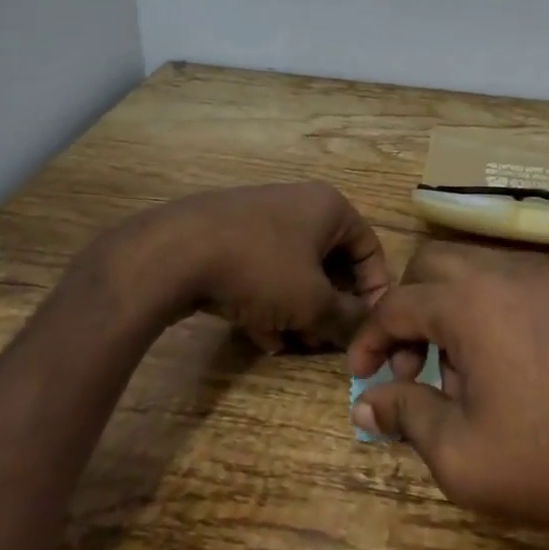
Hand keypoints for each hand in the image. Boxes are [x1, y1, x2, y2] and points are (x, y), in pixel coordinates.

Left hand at [112, 183, 390, 351]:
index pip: (370, 248)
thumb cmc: (260, 268)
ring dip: (301, 309)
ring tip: (294, 344)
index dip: (374, 291)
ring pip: (295, 270)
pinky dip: (269, 301)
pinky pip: (263, 271)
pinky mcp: (229, 236)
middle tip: (328, 342)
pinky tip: (262, 336)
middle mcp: (299, 205)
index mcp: (329, 207)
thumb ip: (346, 319)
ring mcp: (260, 218)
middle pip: (331, 261)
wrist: (174, 252)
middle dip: (331, 306)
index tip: (367, 327)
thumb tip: (366, 333)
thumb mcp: (312, 301)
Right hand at [347, 241, 548, 549]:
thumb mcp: (459, 454)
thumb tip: (368, 402)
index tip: (362, 376)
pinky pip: (515, 286)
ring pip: (475, 271)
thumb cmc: (547, 463)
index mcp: (470, 303)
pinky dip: (491, 311)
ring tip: (461, 375)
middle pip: (432, 266)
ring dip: (450, 309)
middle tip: (411, 367)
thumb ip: (406, 415)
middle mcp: (506, 274)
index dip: (369, 339)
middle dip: (408, 310)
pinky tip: (507, 367)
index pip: (396, 304)